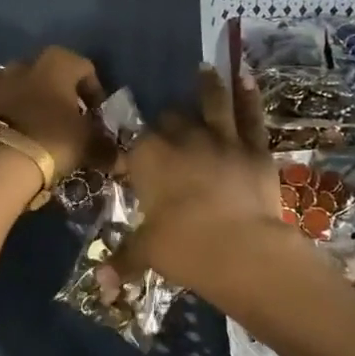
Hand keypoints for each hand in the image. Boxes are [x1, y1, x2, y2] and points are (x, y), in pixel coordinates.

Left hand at [0, 45, 105, 178]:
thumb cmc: (52, 140)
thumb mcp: (88, 146)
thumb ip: (108, 149)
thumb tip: (122, 160)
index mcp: (57, 62)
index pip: (85, 69)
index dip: (95, 93)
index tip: (98, 118)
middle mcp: (25, 63)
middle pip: (51, 76)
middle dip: (63, 97)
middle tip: (71, 124)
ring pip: (24, 90)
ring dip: (35, 106)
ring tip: (43, 134)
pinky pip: (2, 107)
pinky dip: (13, 119)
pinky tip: (19, 141)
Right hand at [98, 64, 302, 308]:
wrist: (242, 249)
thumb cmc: (185, 248)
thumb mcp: (147, 254)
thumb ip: (123, 261)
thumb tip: (100, 285)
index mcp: (149, 158)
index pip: (134, 143)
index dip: (133, 150)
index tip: (132, 159)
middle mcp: (182, 138)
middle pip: (170, 119)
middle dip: (167, 122)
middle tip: (168, 129)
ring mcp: (221, 138)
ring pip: (212, 103)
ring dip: (208, 86)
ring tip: (206, 69)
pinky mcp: (254, 147)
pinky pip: (250, 115)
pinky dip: (248, 95)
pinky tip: (246, 77)